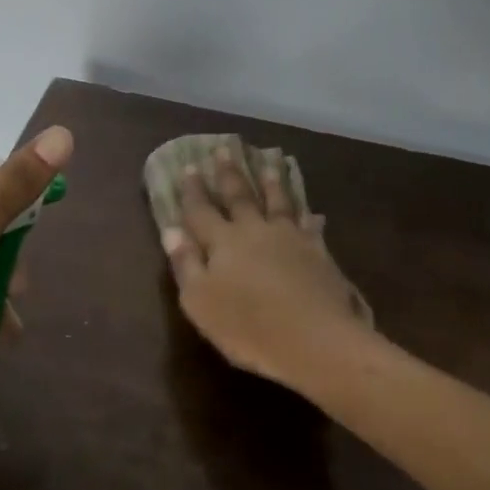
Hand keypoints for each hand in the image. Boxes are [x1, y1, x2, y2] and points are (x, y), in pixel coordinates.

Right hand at [161, 144, 369, 388]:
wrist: (316, 340)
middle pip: (239, 196)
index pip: (202, 210)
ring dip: (271, 182)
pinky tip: (312, 211)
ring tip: (268, 162)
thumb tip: (171, 231)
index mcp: (223, 242)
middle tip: (224, 149)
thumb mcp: (201, 302)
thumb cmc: (249, 327)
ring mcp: (290, 238)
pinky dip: (308, 216)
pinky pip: (310, 226)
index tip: (188, 166)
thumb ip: (185, 264)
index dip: (193, 191)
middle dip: (229, 173)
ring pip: (278, 201)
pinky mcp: (318, 252)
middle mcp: (255, 230)